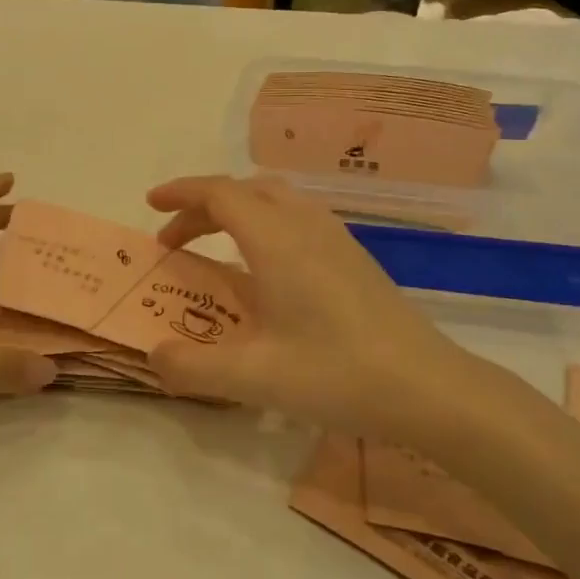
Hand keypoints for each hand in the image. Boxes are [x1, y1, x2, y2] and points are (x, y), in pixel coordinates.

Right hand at [146, 175, 526, 439]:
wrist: (430, 388)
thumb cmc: (338, 374)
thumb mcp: (255, 378)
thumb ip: (193, 367)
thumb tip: (155, 356)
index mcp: (276, 240)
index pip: (219, 194)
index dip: (180, 193)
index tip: (149, 204)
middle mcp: (306, 226)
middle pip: (246, 190)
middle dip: (203, 205)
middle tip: (175, 239)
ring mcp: (336, 238)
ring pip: (276, 200)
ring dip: (237, 212)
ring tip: (215, 247)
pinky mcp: (355, 257)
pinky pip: (297, 218)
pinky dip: (265, 225)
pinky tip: (266, 270)